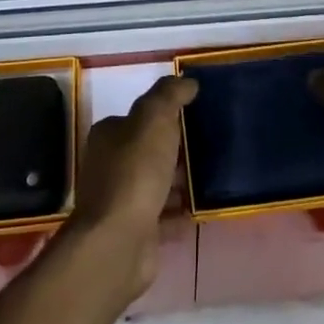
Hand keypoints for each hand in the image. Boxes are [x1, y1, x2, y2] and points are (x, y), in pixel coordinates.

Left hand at [68, 74, 196, 295]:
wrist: (119, 242)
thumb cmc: (135, 172)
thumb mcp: (153, 119)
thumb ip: (169, 95)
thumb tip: (187, 81)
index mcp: (109, 135)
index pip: (138, 116)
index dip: (165, 114)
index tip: (195, 114)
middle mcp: (110, 166)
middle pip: (148, 150)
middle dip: (176, 148)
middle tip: (211, 143)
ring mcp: (122, 201)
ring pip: (157, 182)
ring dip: (181, 180)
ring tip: (214, 173)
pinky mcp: (137, 231)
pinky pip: (165, 215)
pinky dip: (182, 210)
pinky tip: (204, 206)